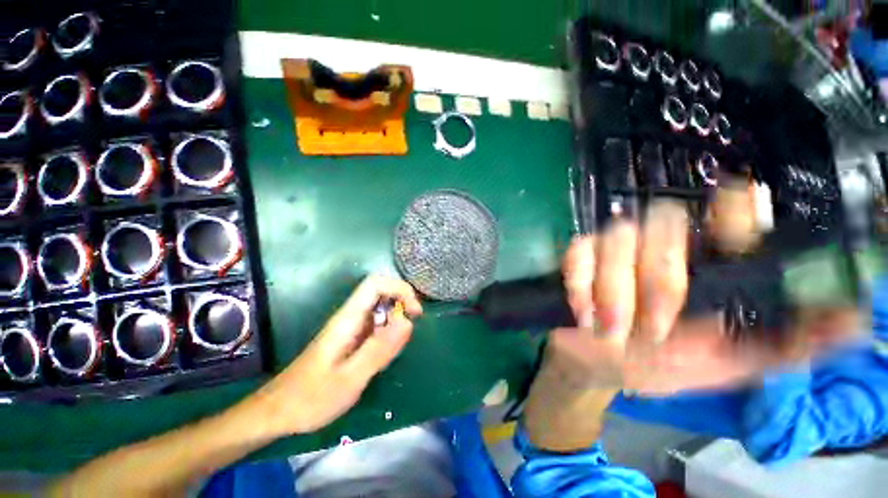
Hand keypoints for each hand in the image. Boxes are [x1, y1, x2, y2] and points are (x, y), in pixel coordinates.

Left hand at [251, 275, 421, 435]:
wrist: (277, 413)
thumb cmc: (310, 398)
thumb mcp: (349, 378)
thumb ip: (379, 349)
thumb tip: (407, 321)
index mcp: (348, 318)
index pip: (376, 284)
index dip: (400, 289)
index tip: (415, 313)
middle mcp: (350, 316)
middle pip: (381, 292)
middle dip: (402, 303)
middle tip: (411, 328)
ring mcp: (351, 327)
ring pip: (381, 309)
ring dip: (396, 321)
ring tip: (396, 349)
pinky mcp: (352, 339)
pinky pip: (377, 326)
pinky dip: (389, 335)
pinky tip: (384, 357)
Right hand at [554, 185, 859, 394]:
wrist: (596, 364)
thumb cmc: (659, 366)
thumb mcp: (724, 367)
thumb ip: (782, 348)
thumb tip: (854, 322)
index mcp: (704, 271)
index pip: (725, 219)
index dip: (734, 206)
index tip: (740, 201)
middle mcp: (660, 250)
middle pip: (663, 222)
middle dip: (659, 278)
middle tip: (654, 328)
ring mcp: (615, 251)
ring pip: (617, 237)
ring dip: (614, 289)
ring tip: (610, 328)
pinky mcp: (580, 258)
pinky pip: (578, 250)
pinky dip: (580, 281)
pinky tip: (583, 311)